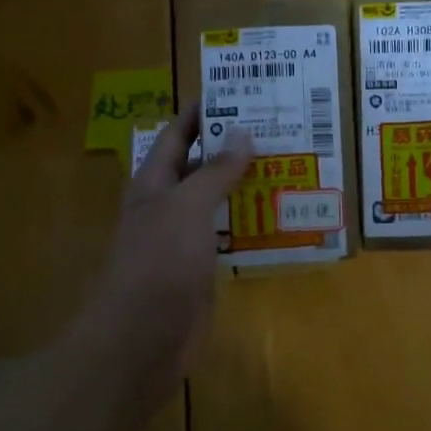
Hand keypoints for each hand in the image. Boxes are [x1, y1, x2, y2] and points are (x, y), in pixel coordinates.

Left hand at [69, 104, 251, 419]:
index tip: (235, 91)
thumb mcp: (187, 208)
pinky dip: (251, 224)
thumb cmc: (158, 263)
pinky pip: (229, 237)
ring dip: (246, 186)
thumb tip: (243, 133)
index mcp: (153, 184)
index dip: (200, 113)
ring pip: (218, 203)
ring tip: (288, 164)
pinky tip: (281, 216)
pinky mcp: (202, 270)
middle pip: (200, 167)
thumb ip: (215, 172)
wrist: (141, 340)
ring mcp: (184, 241)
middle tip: (277, 126)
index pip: (176, 136)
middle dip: (232, 147)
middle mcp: (167, 207)